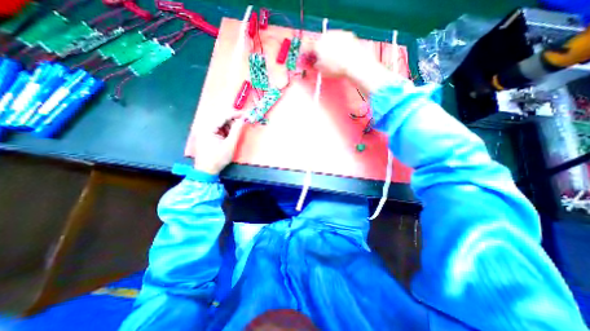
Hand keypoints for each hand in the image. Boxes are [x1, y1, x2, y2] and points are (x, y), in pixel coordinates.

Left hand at [193, 110, 244, 174]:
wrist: (206, 171)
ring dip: (229, 127)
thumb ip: (236, 131)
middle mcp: (204, 127)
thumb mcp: (230, 145)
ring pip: (219, 124)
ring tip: (234, 135)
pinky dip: (225, 132)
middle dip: (232, 122)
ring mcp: (204, 131)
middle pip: (220, 119)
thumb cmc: (218, 159)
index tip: (245, 114)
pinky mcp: (206, 136)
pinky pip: (217, 130)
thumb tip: (242, 120)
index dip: (235, 114)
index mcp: (208, 128)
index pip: (223, 116)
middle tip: (242, 125)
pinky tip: (228, 138)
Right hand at [311, 30, 369, 77]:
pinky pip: (339, 39)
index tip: (307, 59)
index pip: (306, 46)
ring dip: (328, 46)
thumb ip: (314, 65)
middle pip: (318, 41)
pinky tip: (341, 53)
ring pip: (328, 39)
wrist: (354, 63)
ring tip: (332, 57)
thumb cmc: (336, 68)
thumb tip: (313, 63)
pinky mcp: (347, 34)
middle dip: (317, 49)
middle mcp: (326, 36)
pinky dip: (338, 45)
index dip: (305, 53)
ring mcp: (337, 33)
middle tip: (320, 59)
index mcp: (317, 45)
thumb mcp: (321, 70)